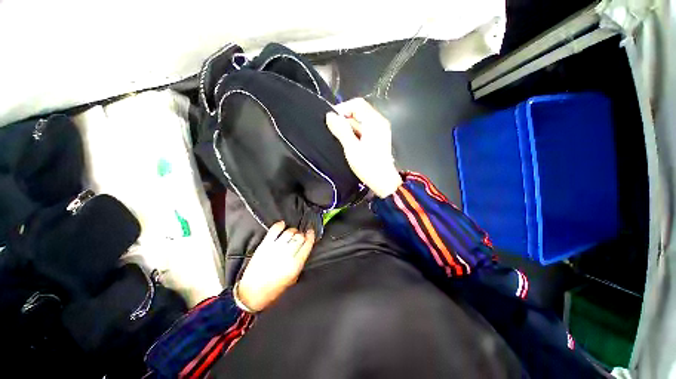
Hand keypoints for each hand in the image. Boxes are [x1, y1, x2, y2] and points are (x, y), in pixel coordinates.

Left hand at [236, 221, 314, 311]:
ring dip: (293, 231)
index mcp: (295, 265)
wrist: (251, 294)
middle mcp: (286, 255)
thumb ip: (299, 262)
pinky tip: (282, 224)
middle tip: (301, 236)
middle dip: (302, 234)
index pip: (307, 244)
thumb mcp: (293, 279)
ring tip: (292, 233)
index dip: (311, 236)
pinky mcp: (264, 246)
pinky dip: (280, 225)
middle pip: (299, 237)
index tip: (311, 232)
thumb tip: (304, 248)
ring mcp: (274, 249)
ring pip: (289, 232)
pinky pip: (274, 230)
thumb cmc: (273, 290)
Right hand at [326, 98, 402, 197]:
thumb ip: (341, 130)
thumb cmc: (368, 165)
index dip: (342, 109)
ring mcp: (380, 129)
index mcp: (374, 121)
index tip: (331, 121)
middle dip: (345, 119)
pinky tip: (349, 142)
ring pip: (360, 120)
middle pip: (359, 111)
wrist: (383, 181)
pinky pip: (364, 128)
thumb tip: (330, 115)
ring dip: (349, 127)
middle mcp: (379, 121)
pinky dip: (355, 132)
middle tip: (335, 132)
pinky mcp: (378, 137)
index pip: (357, 104)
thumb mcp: (352, 148)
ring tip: (341, 139)